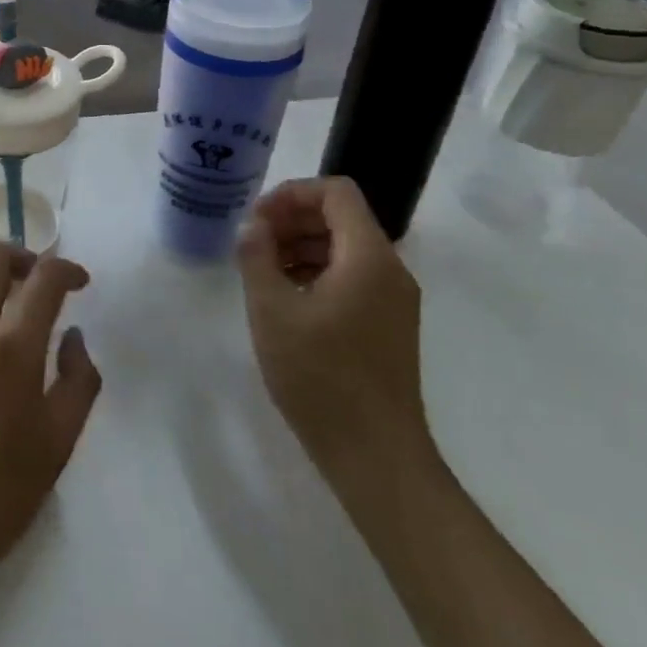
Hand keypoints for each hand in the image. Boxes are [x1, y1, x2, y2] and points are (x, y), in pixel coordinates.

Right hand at [236, 177, 430, 470]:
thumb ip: (257, 257)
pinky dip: (317, 272)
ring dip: (301, 246)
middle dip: (292, 219)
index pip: (336, 192)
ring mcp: (394, 300)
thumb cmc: (320, 376)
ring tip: (262, 270)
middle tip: (252, 243)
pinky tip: (286, 299)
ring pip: (346, 248)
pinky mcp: (389, 325)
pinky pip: (353, 277)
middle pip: (341, 217)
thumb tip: (252, 226)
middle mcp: (390, 270)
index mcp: (368, 257)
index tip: (256, 218)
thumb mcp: (272, 310)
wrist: (375, 454)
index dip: (292, 193)